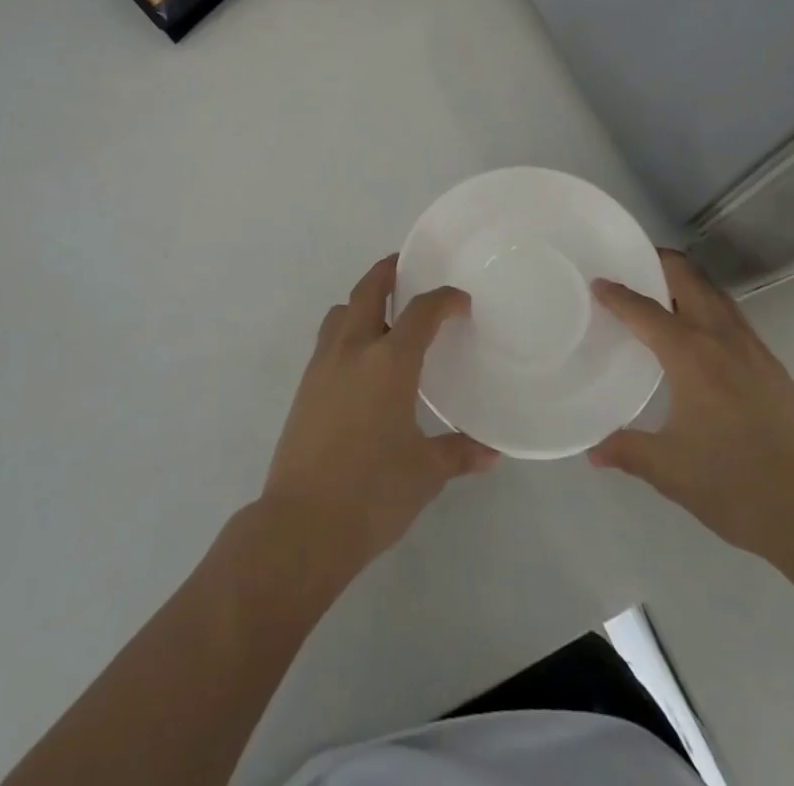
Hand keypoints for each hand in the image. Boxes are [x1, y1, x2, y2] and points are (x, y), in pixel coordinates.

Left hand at [261, 256, 497, 569]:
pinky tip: (360, 362)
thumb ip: (458, 453)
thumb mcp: (425, 473)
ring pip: (340, 312)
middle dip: (388, 272)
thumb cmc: (373, 493)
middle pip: (368, 290)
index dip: (444, 299)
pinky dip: (345, 331)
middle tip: (407, 268)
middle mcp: (353, 350)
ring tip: (382, 315)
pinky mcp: (304, 387)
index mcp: (390, 362)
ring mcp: (323, 366)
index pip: (421, 311)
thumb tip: (492, 453)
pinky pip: (327, 340)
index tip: (460, 301)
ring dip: (360, 301)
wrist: (301, 525)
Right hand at [589, 249, 793, 560]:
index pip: (645, 310)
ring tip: (663, 292)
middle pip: (689, 279)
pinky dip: (709, 307)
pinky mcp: (773, 366)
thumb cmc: (734, 485)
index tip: (598, 283)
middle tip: (633, 266)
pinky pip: (733, 317)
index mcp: (690, 355)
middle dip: (660, 263)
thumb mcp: (669, 470)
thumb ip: (627, 450)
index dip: (617, 295)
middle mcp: (722, 339)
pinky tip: (701, 336)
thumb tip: (594, 451)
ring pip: (716, 294)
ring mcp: (753, 349)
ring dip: (688, 282)